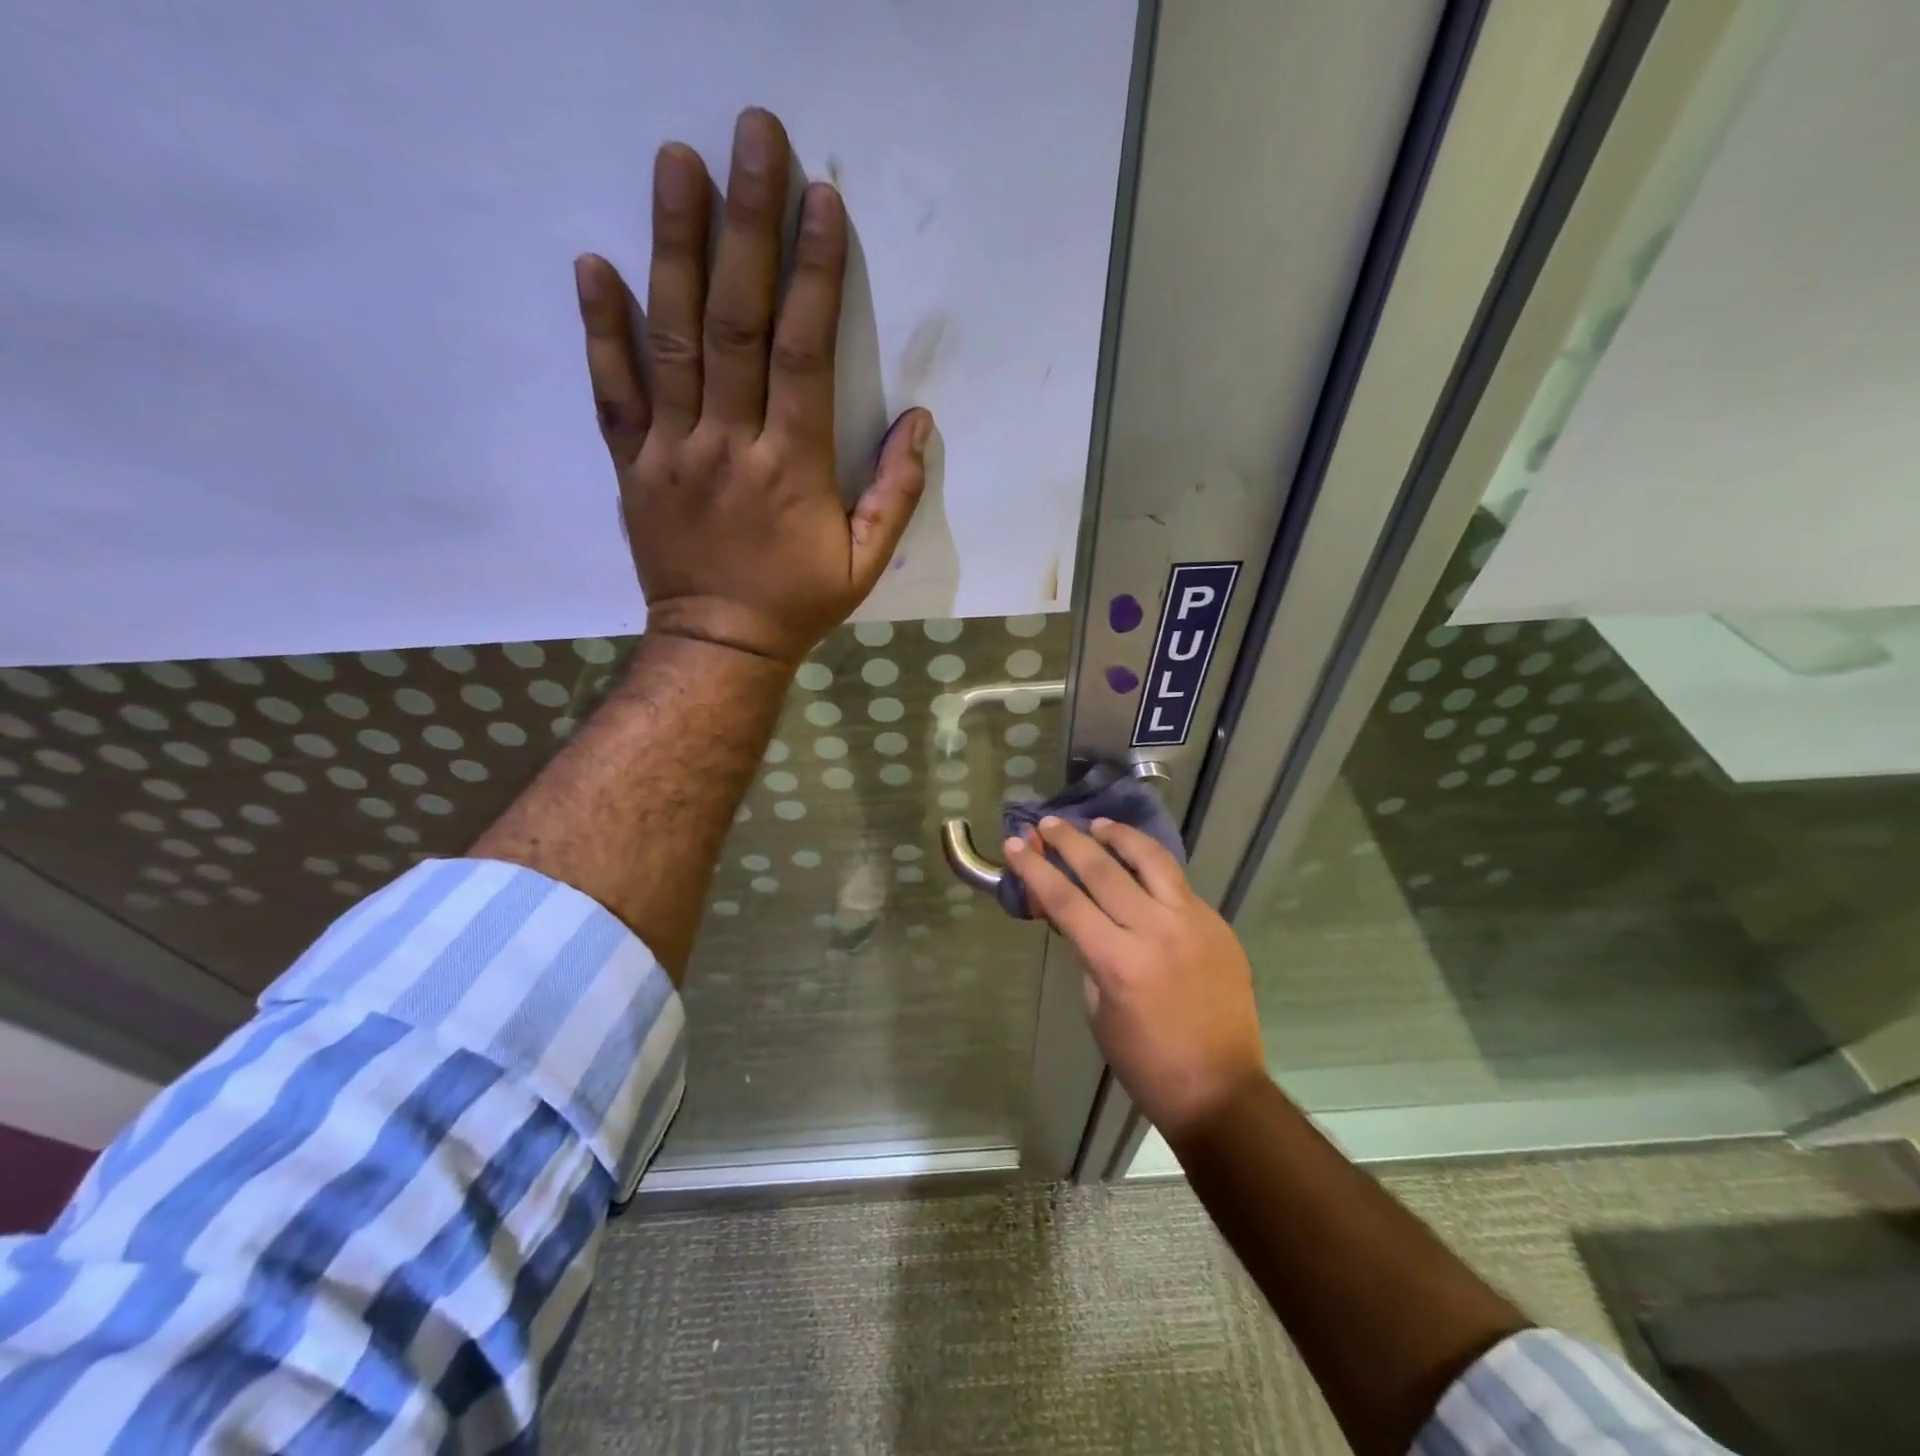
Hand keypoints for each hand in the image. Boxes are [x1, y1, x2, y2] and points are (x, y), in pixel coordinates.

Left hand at [574, 107, 932, 667]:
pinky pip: (612, 393)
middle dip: (747, 226)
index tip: (820, 202)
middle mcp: (728, 445)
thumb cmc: (798, 604)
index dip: (813, 275)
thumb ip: (895, 493)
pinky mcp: (632, 465)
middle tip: (751, 137)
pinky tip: (593, 262)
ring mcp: (671, 451)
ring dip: (673, 248)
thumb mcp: (865, 562)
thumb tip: (921, 423)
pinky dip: (600, 329)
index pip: (803, 354)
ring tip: (676, 163)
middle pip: (735, 324)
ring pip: (671, 340)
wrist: (719, 647)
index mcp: (792, 468)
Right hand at [1006, 818, 1268, 1141]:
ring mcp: (1192, 922)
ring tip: (1099, 825)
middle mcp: (1156, 931)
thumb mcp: (1099, 1009)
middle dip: (1069, 841)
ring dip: (1119, 836)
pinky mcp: (1217, 924)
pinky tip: (1138, 861)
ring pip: (1151, 860)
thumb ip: (1087, 954)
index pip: (1066, 900)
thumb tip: (1077, 917)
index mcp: (1119, 961)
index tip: (1014, 845)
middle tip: (1048, 823)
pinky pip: (1178, 882)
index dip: (1035, 869)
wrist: (1222, 1089)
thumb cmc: (1147, 1063)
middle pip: (1103, 870)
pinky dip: (1151, 864)